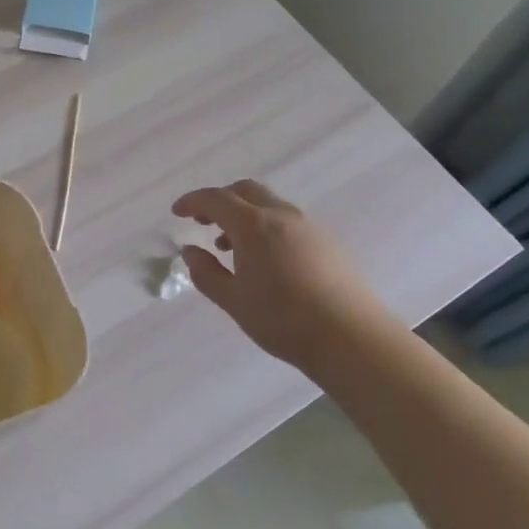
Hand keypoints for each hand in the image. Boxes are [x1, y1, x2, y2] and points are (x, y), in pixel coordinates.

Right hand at [172, 180, 395, 369]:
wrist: (352, 338)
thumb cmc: (283, 319)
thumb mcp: (234, 300)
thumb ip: (206, 273)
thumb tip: (190, 252)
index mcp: (253, 224)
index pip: (215, 199)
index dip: (192, 201)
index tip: (177, 212)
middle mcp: (281, 215)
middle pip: (244, 190)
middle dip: (219, 200)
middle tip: (202, 222)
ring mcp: (308, 226)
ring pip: (267, 204)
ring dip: (243, 214)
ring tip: (229, 246)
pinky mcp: (326, 242)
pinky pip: (286, 220)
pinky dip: (265, 225)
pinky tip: (264, 259)